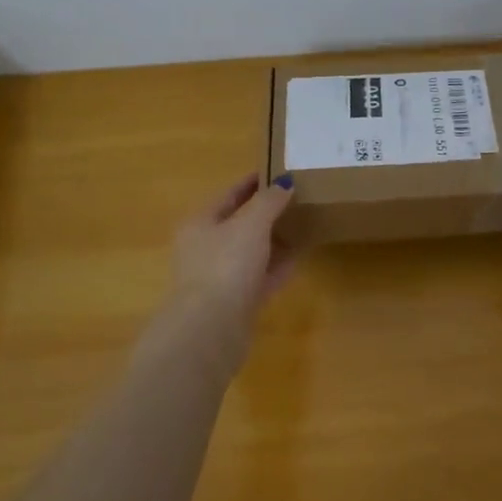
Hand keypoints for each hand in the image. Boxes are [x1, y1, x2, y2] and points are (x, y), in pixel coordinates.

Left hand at [171, 173, 297, 316]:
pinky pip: (260, 277)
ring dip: (273, 240)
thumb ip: (269, 202)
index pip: (228, 195)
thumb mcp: (251, 224)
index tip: (277, 172)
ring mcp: (219, 277)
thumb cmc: (226, 265)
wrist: (211, 328)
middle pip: (238, 224)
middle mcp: (205, 248)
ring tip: (301, 226)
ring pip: (250, 252)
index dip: (251, 183)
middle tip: (295, 199)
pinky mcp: (235, 303)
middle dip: (265, 212)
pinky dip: (277, 267)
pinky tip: (298, 258)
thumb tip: (284, 183)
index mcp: (200, 224)